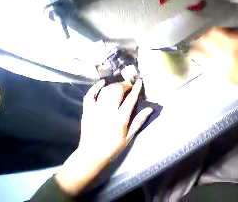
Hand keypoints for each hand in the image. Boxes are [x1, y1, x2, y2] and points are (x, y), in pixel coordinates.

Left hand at [55, 79, 152, 194]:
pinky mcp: (87, 112)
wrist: (90, 156)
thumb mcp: (129, 136)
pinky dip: (95, 87)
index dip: (136, 88)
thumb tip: (150, 109)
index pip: (130, 99)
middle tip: (129, 85)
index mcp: (120, 119)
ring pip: (105, 91)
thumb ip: (139, 120)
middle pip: (117, 91)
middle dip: (124, 85)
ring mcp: (96, 111)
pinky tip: (102, 82)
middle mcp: (108, 112)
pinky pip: (89, 96)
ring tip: (120, 85)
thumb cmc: (113, 146)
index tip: (139, 81)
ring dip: (114, 85)